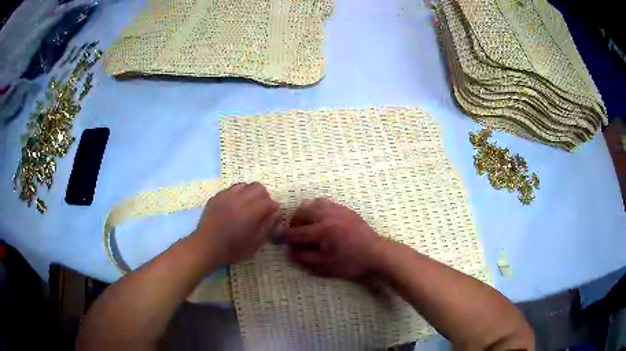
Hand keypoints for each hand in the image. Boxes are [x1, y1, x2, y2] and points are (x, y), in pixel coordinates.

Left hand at [193, 182, 279, 265]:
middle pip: (258, 187)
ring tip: (248, 206)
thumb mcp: (255, 244)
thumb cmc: (233, 249)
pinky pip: (231, 189)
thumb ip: (267, 227)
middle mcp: (239, 200)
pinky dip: (237, 195)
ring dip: (250, 193)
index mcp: (251, 212)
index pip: (269, 202)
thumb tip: (275, 215)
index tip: (273, 215)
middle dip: (264, 196)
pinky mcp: (217, 197)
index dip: (274, 208)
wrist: (206, 247)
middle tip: (262, 209)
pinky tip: (234, 206)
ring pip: (244, 185)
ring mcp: (226, 196)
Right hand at [286, 198, 383, 279]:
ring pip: (312, 204)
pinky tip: (319, 221)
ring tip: (306, 226)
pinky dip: (316, 209)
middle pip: (301, 213)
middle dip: (294, 224)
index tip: (287, 245)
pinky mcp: (344, 208)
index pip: (297, 233)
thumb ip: (305, 258)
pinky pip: (324, 203)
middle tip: (295, 236)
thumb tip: (289, 251)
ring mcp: (337, 209)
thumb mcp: (325, 266)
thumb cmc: (351, 263)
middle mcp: (327, 216)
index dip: (288, 240)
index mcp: (323, 231)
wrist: (375, 253)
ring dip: (304, 214)